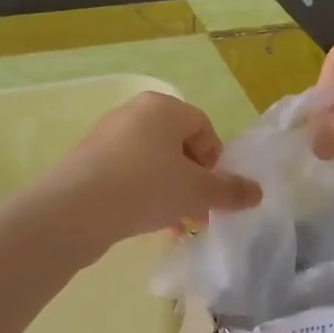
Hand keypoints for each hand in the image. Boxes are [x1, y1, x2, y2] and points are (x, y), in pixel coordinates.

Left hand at [49, 92, 261, 244]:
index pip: (203, 128)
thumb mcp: (197, 191)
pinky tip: (145, 223)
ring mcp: (106, 137)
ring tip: (173, 224)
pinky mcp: (87, 162)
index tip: (214, 192)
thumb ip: (230, 190)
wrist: (75, 209)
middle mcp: (133, 113)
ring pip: (152, 164)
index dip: (215, 162)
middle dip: (193, 181)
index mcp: (163, 108)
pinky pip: (127, 175)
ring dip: (170, 192)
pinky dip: (142, 195)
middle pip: (177, 146)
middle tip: (197, 213)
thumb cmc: (146, 187)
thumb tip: (257, 192)